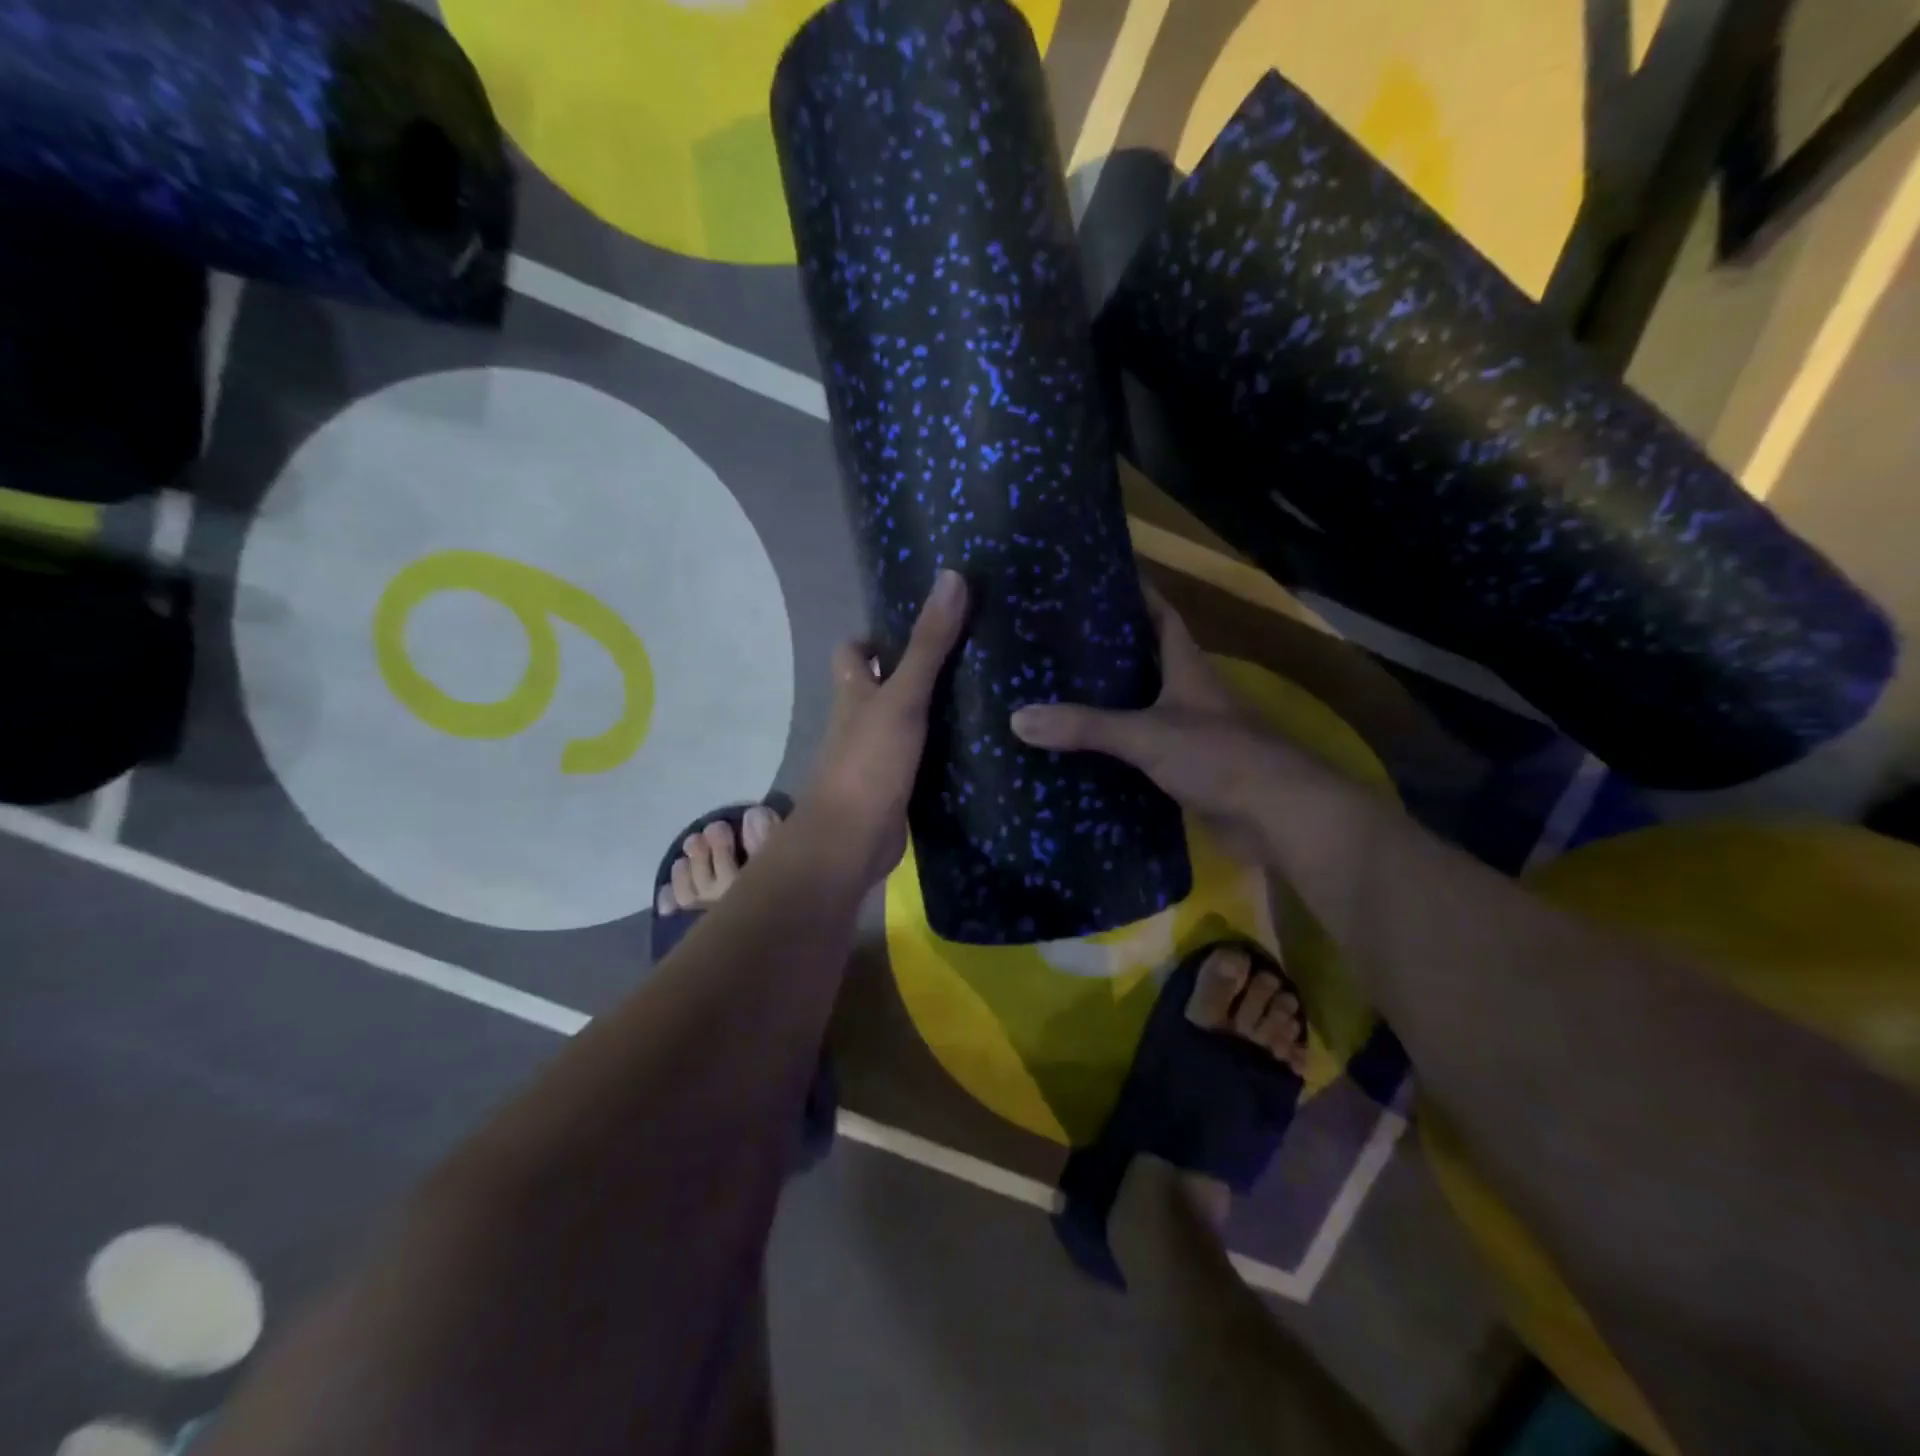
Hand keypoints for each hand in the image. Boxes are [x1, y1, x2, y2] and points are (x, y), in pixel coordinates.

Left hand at [801, 569, 968, 886]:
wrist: (852, 841)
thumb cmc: (869, 762)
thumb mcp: (902, 698)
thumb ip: (929, 644)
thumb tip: (952, 578)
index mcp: (854, 693)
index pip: (854, 652)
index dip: (876, 637)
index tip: (918, 627)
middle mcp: (860, 721)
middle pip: (882, 686)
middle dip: (914, 672)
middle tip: (967, 657)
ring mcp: (878, 756)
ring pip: (904, 723)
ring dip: (932, 712)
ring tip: (982, 694)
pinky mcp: (897, 787)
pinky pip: (920, 758)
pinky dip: (941, 750)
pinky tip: (976, 745)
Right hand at [1009, 584, 1285, 862]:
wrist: (1277, 816)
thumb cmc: (1219, 756)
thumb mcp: (1146, 734)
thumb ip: (1085, 727)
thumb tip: (1017, 719)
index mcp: (1187, 668)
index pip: (1162, 616)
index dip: (1136, 595)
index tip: (1097, 583)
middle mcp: (1190, 694)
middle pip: (1147, 661)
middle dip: (1109, 652)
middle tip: (1057, 646)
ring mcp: (1191, 733)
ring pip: (1143, 708)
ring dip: (1110, 703)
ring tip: (1057, 695)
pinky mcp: (1188, 770)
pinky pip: (1143, 752)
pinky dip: (1116, 750)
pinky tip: (1082, 753)